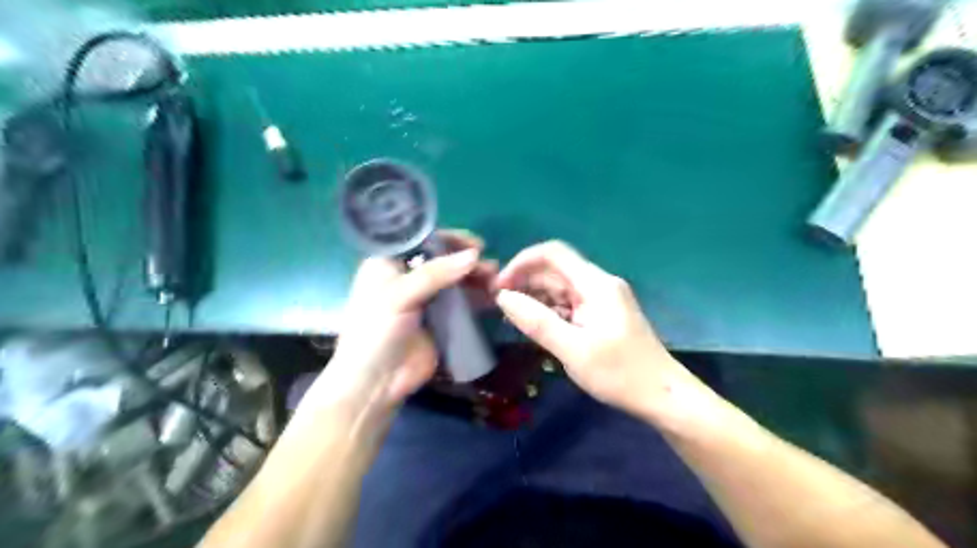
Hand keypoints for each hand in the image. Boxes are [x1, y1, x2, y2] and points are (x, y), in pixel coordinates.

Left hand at [309, 231, 498, 414]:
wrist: (376, 382)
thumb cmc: (376, 331)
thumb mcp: (400, 296)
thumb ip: (436, 274)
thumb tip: (474, 255)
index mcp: (389, 263)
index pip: (422, 240)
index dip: (449, 239)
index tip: (476, 244)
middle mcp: (408, 277)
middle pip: (443, 260)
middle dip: (467, 261)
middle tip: (491, 267)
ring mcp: (426, 299)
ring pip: (455, 281)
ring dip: (476, 279)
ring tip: (497, 281)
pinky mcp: (440, 320)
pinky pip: (462, 303)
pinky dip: (477, 298)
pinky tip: (494, 297)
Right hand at [500, 240, 706, 418]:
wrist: (662, 396)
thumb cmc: (620, 374)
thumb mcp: (573, 350)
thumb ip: (536, 321)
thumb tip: (503, 297)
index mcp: (596, 284)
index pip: (553, 254)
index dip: (522, 262)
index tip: (499, 286)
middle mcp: (599, 284)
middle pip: (555, 271)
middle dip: (525, 282)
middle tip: (499, 307)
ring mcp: (602, 299)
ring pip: (560, 288)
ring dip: (535, 298)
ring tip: (512, 319)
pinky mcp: (602, 314)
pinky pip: (569, 303)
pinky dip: (550, 311)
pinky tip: (535, 326)